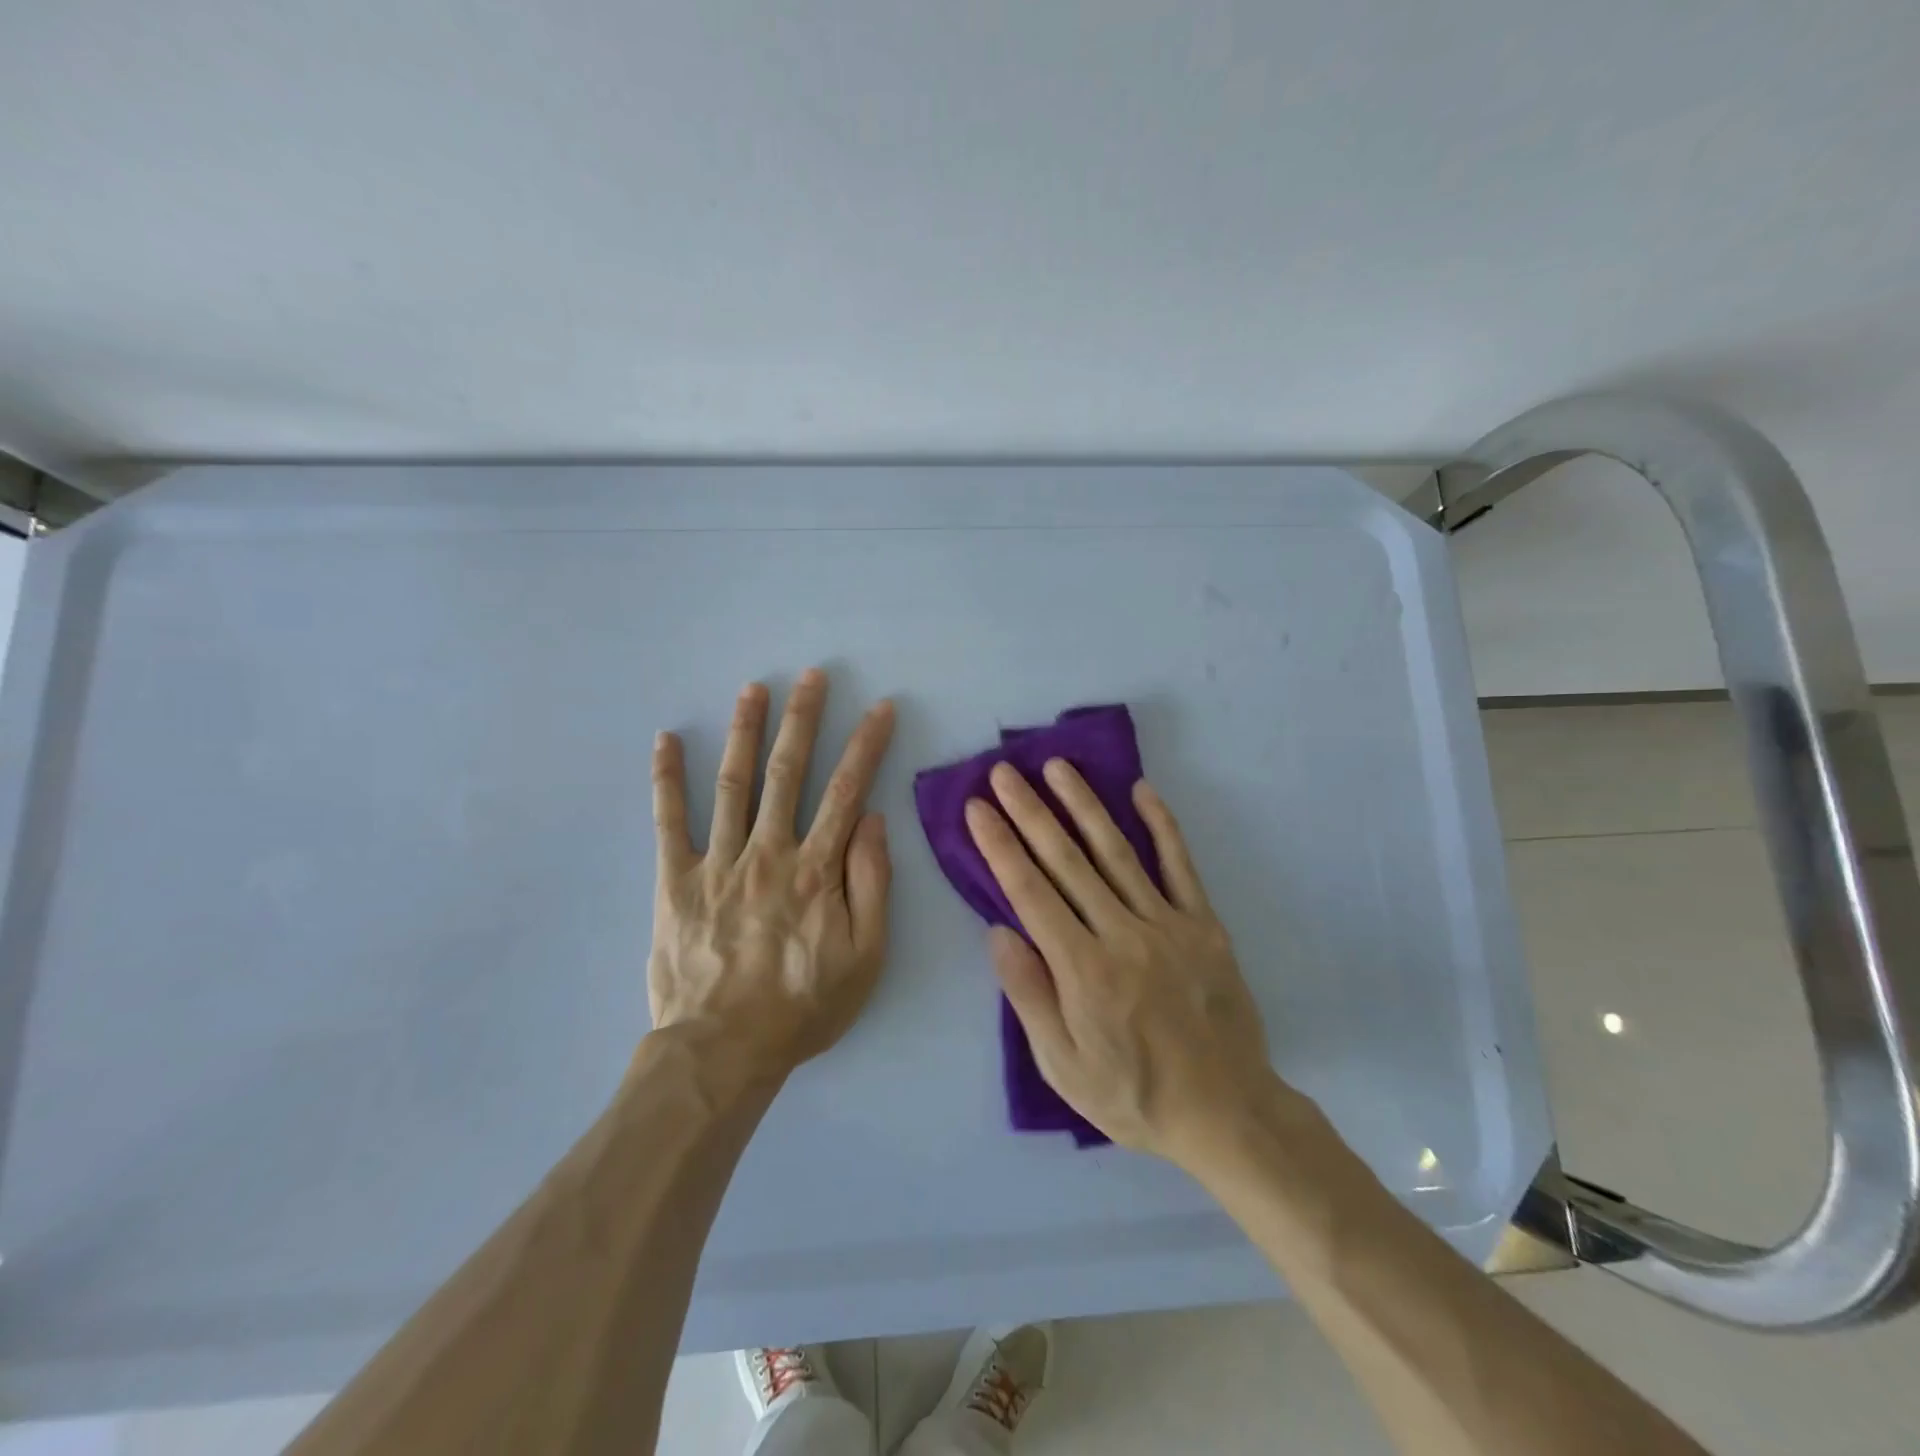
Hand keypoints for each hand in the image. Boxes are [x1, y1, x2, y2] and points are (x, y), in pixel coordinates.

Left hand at [648, 669, 894, 1081]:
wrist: (723, 1050)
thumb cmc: (803, 1006)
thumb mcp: (866, 956)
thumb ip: (872, 883)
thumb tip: (870, 821)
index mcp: (816, 869)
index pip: (847, 791)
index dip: (866, 745)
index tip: (880, 707)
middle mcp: (768, 852)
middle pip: (788, 772)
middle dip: (803, 719)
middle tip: (811, 676)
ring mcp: (718, 862)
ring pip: (733, 783)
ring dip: (744, 731)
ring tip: (753, 689)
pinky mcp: (675, 881)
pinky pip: (668, 822)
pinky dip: (666, 779)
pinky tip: (665, 740)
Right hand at [965, 761, 1276, 1162]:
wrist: (1226, 1114)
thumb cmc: (1133, 1095)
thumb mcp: (1064, 1066)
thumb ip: (1030, 996)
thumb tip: (998, 931)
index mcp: (1082, 968)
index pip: (1030, 892)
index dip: (999, 846)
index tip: (977, 809)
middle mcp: (1122, 933)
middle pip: (1066, 861)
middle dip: (1029, 812)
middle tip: (1003, 772)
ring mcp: (1167, 923)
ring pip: (1116, 852)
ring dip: (1083, 805)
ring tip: (1057, 767)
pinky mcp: (1204, 924)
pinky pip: (1180, 865)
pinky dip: (1161, 825)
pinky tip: (1142, 790)